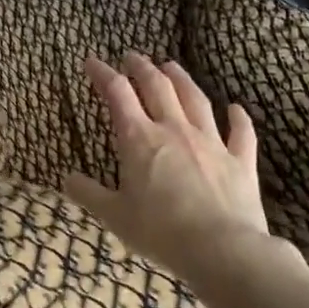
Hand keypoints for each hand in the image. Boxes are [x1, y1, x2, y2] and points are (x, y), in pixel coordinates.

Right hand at [64, 53, 289, 290]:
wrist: (223, 250)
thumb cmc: (160, 232)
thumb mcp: (114, 216)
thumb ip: (89, 194)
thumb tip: (67, 179)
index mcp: (139, 139)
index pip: (117, 94)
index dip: (102, 74)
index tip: (92, 61)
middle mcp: (174, 130)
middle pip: (157, 87)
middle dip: (142, 68)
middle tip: (133, 56)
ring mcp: (211, 142)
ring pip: (196, 99)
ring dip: (182, 79)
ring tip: (172, 66)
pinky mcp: (240, 161)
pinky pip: (241, 133)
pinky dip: (239, 118)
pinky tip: (236, 108)